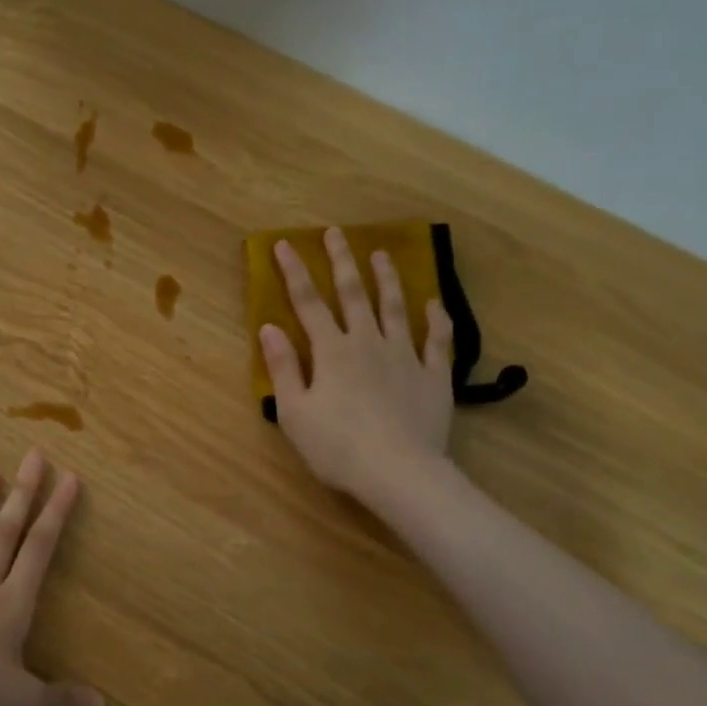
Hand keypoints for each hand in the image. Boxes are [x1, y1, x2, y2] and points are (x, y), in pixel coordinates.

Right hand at [259, 227, 454, 505]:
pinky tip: (434, 304)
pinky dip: (436, 319)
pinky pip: (437, 340)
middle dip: (341, 261)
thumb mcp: (295, 412)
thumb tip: (269, 328)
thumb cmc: (337, 447)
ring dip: (387, 278)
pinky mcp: (434, 375)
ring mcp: (405, 356)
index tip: (284, 244)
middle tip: (336, 233)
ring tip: (381, 254)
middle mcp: (367, 342)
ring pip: (395, 307)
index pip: (308, 303)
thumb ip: (283, 368)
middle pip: (353, 294)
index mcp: (331, 351)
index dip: (294, 272)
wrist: (400, 472)